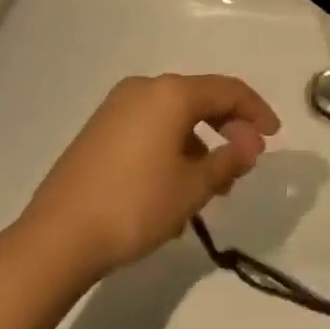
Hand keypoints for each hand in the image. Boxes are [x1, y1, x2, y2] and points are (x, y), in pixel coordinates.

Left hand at [22, 75, 280, 276]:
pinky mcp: (98, 131)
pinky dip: (171, 148)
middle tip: (244, 162)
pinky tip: (173, 189)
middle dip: (227, 128)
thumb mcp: (192, 188)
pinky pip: (149, 128)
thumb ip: (228, 160)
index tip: (274, 136)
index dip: (255, 111)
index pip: (228, 90)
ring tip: (210, 187)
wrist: (55, 240)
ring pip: (173, 117)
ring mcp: (117, 108)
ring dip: (199, 144)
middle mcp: (144, 89)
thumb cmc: (135, 206)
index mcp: (171, 93)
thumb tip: (250, 143)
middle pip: (200, 99)